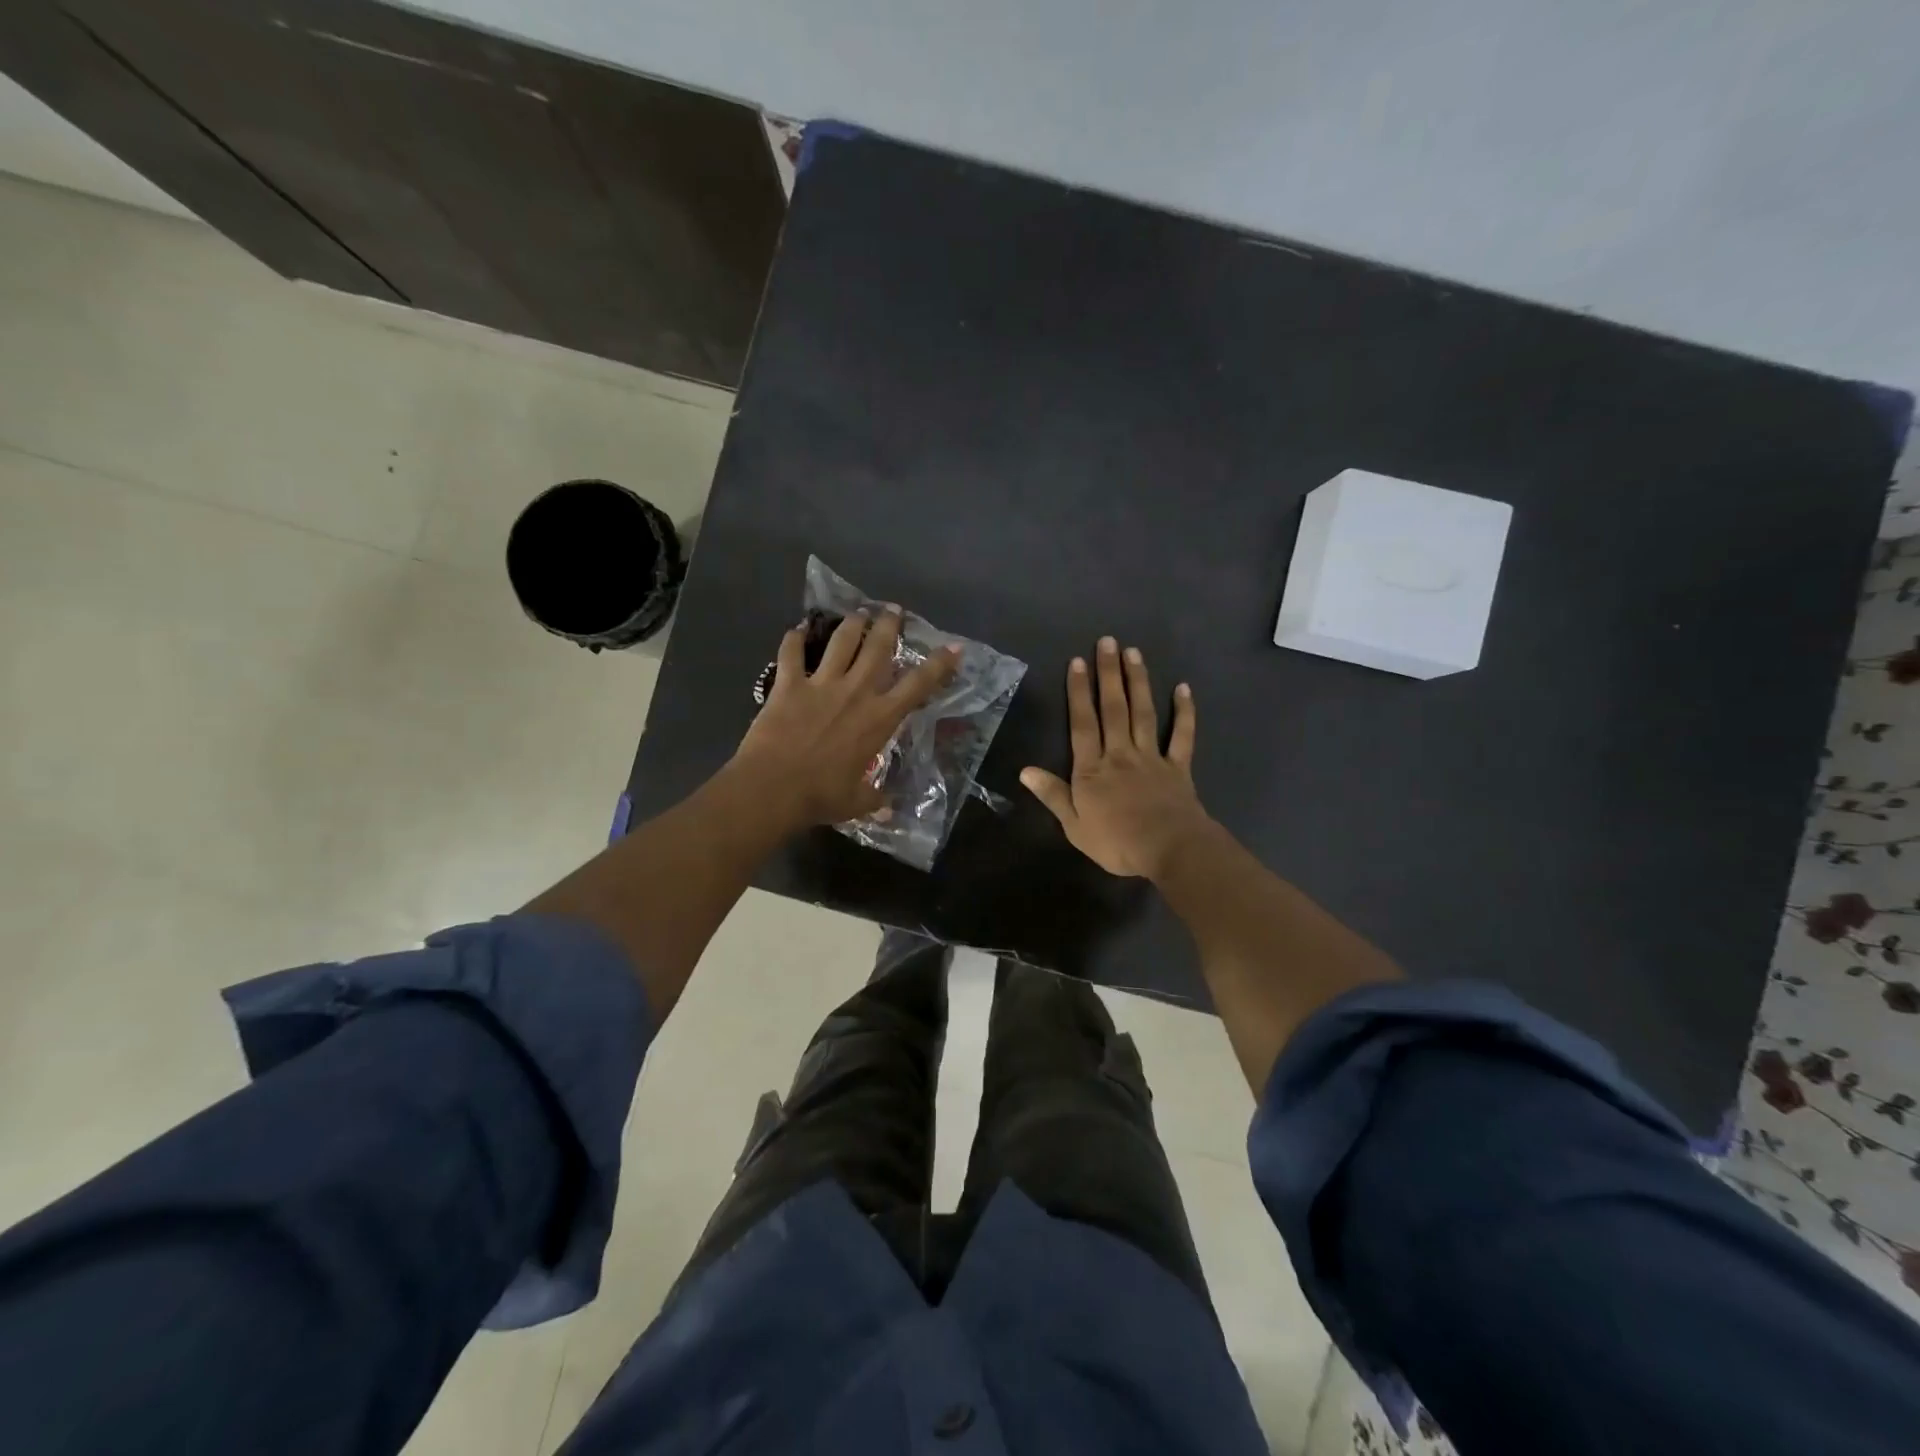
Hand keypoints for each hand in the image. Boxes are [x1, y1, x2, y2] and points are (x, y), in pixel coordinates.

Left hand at [731, 608, 960, 830]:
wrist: (774, 788)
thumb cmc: (822, 796)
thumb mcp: (857, 802)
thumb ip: (875, 799)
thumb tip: (888, 809)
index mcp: (880, 718)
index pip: (918, 685)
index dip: (939, 664)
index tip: (953, 646)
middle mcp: (856, 692)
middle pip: (878, 648)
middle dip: (889, 625)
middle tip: (893, 610)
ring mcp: (821, 684)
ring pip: (841, 642)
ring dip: (852, 624)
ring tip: (857, 613)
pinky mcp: (788, 684)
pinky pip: (791, 653)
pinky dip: (793, 639)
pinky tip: (796, 630)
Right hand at [1021, 637, 1211, 879]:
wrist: (1170, 850)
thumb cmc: (1117, 842)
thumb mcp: (1074, 826)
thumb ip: (1053, 795)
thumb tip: (1025, 770)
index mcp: (1092, 769)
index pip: (1083, 724)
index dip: (1078, 692)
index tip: (1077, 663)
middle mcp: (1120, 754)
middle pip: (1113, 708)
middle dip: (1108, 674)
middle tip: (1107, 642)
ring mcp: (1151, 757)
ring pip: (1143, 713)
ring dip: (1138, 681)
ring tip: (1133, 653)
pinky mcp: (1178, 767)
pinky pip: (1182, 735)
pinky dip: (1184, 712)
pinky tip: (1183, 688)